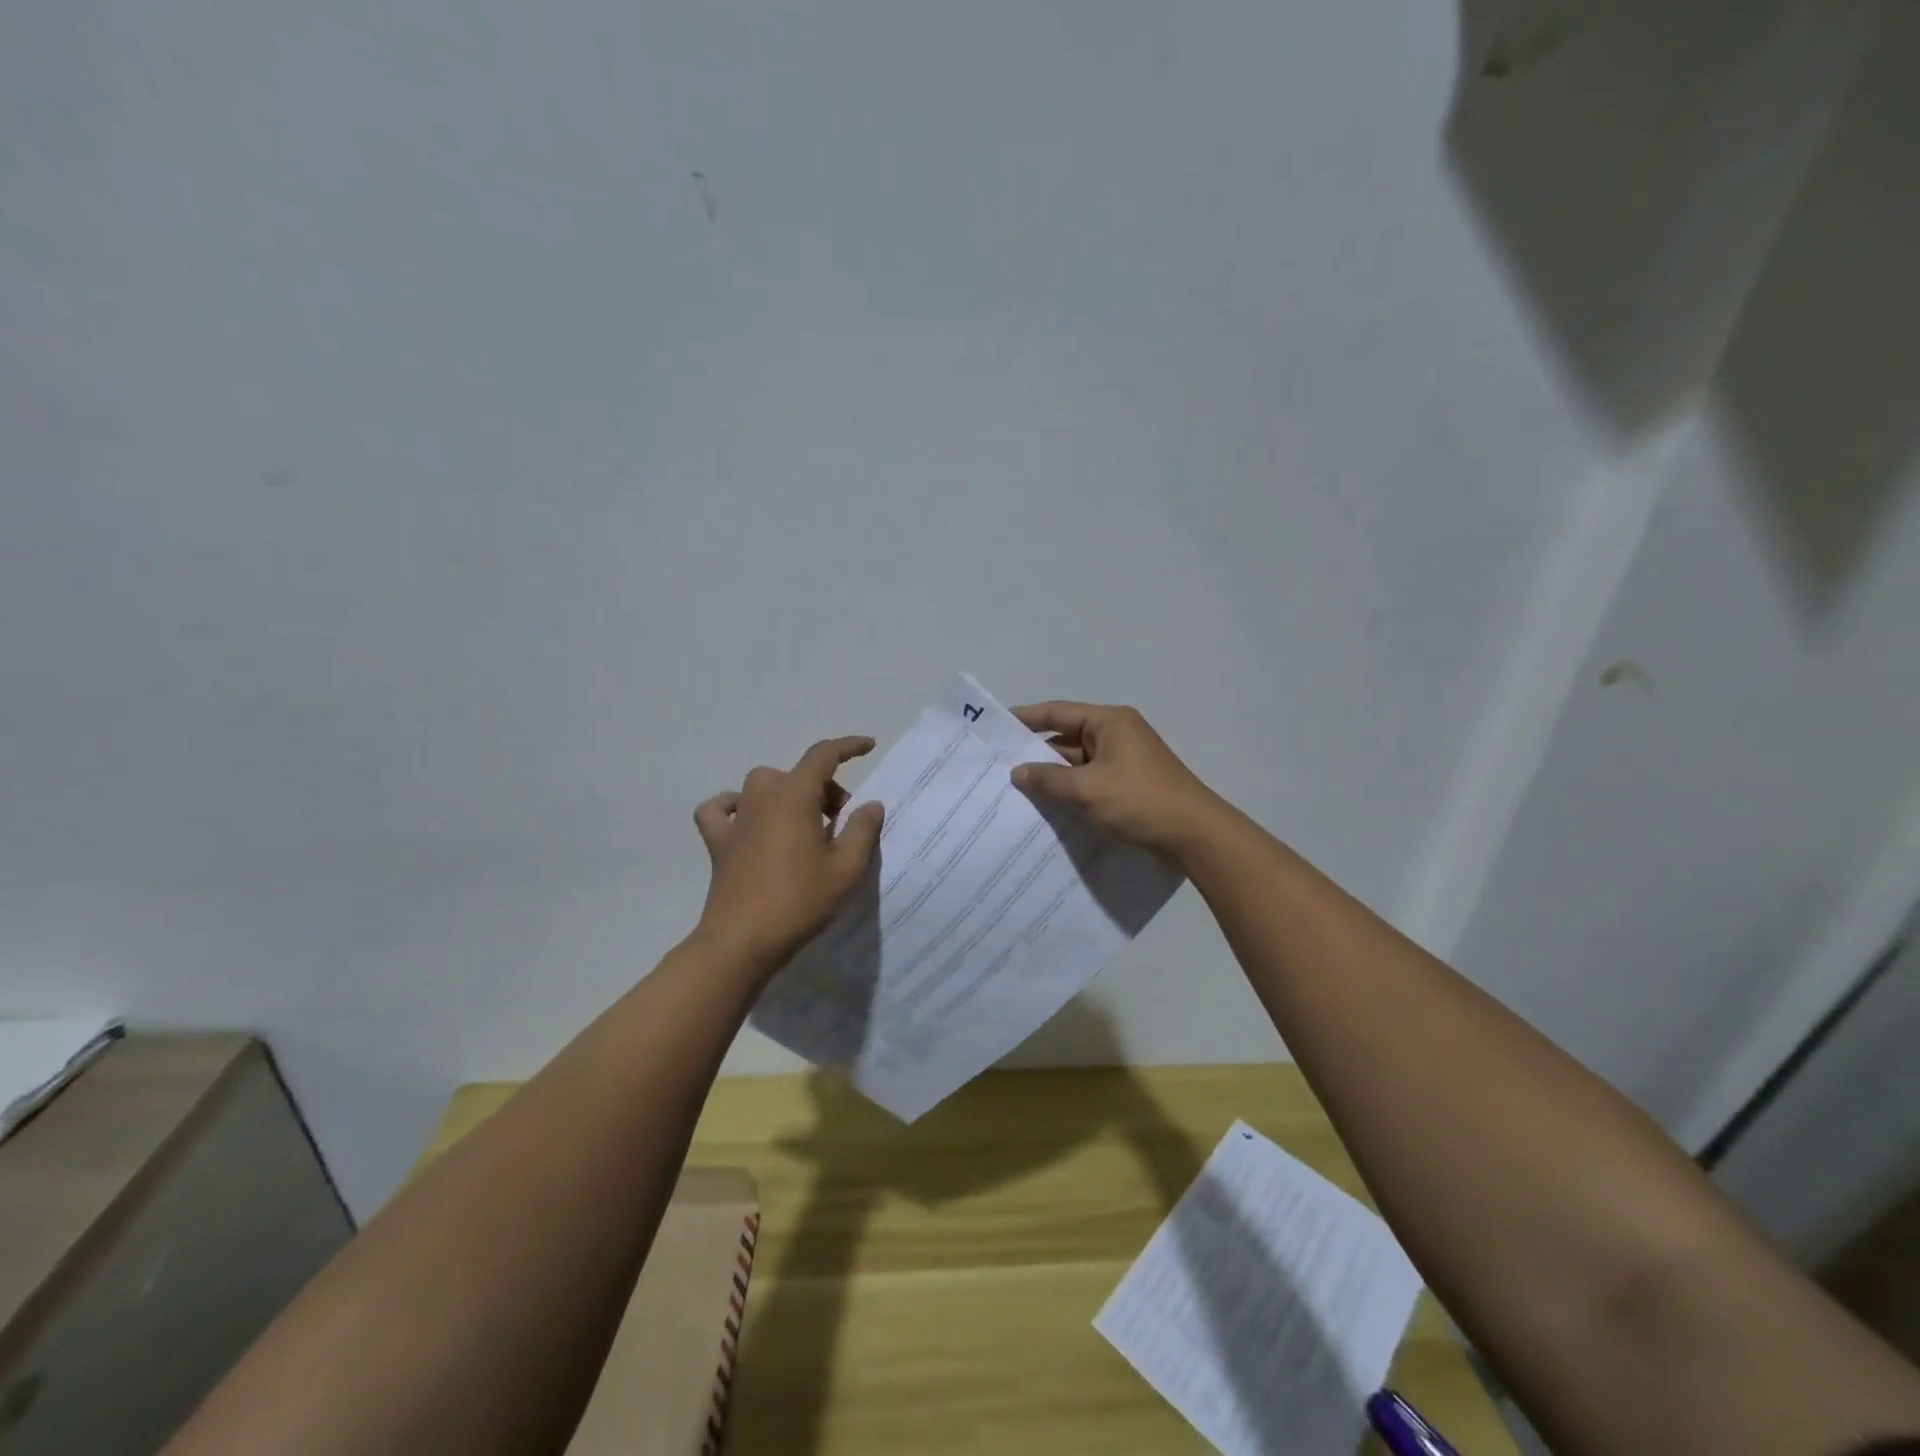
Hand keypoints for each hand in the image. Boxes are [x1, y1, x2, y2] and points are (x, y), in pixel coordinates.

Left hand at [693, 736, 885, 965]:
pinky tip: (747, 821)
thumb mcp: (846, 868)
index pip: (823, 755)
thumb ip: (862, 830)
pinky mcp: (718, 842)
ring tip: (804, 824)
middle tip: (841, 821)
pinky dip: (734, 806)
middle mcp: (762, 796)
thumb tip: (870, 804)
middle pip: (797, 774)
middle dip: (825, 788)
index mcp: (795, 795)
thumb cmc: (800, 900)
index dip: (848, 747)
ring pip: (763, 784)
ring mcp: (736, 818)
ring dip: (787, 794)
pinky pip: (721, 808)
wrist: (743, 940)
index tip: (869, 746)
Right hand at [1011, 702, 1226, 859]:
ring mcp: (1124, 760)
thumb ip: (1048, 779)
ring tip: (1015, 788)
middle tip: (998, 764)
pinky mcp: (1128, 785)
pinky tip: (1047, 805)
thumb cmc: (1140, 801)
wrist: (1195, 835)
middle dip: (1035, 752)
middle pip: (1066, 737)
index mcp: (1109, 722)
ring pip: (1077, 762)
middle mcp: (1117, 734)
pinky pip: (1089, 780)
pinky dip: (1069, 789)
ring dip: (1052, 774)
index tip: (995, 727)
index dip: (1026, 718)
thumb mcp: (1087, 789)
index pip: (1058, 712)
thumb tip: (1018, 772)